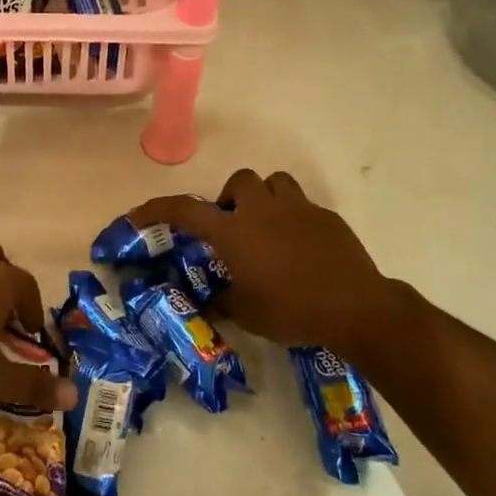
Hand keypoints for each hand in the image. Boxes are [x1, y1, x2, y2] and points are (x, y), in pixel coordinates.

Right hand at [127, 169, 418, 361]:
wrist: (355, 308)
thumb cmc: (292, 312)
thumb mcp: (247, 314)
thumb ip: (225, 300)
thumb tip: (213, 300)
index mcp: (234, 233)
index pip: (185, 211)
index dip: (158, 209)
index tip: (139, 214)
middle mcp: (262, 211)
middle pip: (238, 182)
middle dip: (229, 199)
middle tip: (231, 227)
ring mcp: (298, 209)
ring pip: (274, 183)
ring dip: (263, 198)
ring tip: (265, 227)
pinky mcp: (326, 217)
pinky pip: (302, 205)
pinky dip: (292, 218)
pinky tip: (299, 247)